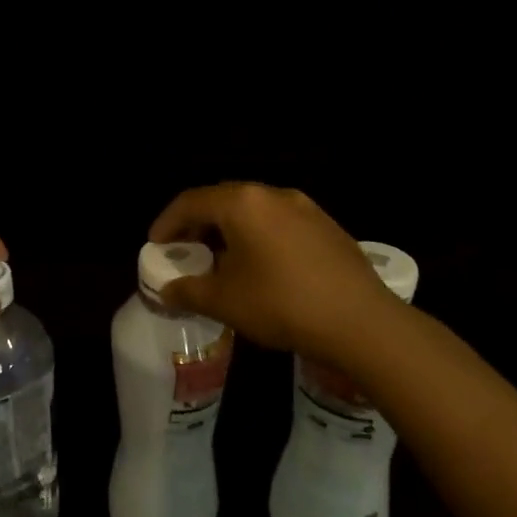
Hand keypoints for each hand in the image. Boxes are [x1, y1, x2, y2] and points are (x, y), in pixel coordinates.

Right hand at [148, 182, 400, 363]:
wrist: (361, 322)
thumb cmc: (281, 304)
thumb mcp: (224, 301)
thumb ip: (188, 290)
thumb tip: (167, 289)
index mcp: (242, 203)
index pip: (191, 201)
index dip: (167, 222)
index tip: (155, 244)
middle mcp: (273, 195)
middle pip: (223, 200)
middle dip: (198, 224)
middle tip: (184, 250)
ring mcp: (305, 208)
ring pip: (254, 211)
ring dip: (230, 231)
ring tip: (220, 260)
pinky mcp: (328, 227)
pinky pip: (279, 223)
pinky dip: (258, 237)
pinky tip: (260, 267)